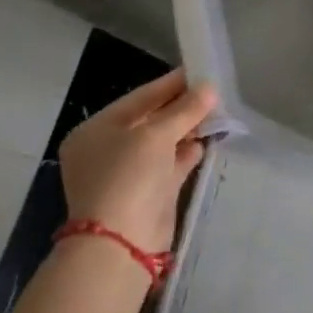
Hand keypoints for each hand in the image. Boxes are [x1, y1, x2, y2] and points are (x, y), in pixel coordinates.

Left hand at [58, 69, 218, 252]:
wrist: (122, 241)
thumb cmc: (129, 176)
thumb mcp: (156, 135)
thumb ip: (185, 109)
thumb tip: (210, 88)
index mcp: (95, 131)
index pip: (138, 99)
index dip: (170, 84)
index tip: (199, 71)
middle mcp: (107, 150)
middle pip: (150, 120)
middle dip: (182, 107)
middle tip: (213, 93)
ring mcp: (127, 173)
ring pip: (162, 142)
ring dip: (188, 129)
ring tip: (217, 113)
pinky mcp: (147, 192)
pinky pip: (170, 163)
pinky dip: (187, 152)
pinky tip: (207, 141)